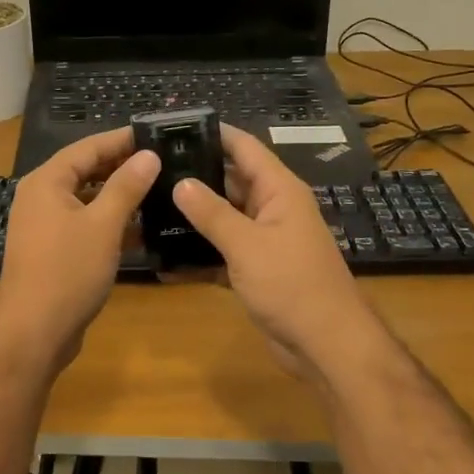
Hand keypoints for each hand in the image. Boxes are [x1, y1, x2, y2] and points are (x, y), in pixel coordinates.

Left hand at [0, 128, 158, 376]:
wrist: (33, 333)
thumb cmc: (67, 272)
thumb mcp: (103, 225)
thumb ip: (126, 186)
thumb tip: (148, 155)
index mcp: (46, 182)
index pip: (87, 147)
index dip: (121, 140)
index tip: (155, 134)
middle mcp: (40, 197)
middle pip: (85, 171)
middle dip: (122, 166)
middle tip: (162, 161)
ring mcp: (45, 226)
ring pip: (87, 199)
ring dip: (118, 195)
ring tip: (158, 189)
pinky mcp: (53, 251)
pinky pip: (84, 225)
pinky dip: (109, 223)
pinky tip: (142, 229)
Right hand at [171, 124, 390, 380]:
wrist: (326, 345)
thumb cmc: (292, 284)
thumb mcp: (247, 244)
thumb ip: (212, 213)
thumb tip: (180, 182)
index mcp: (278, 190)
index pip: (243, 148)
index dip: (213, 134)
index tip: (173, 128)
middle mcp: (271, 209)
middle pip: (229, 181)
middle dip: (193, 176)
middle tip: (148, 171)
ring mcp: (264, 241)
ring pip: (222, 219)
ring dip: (191, 218)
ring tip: (147, 208)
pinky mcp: (255, 270)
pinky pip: (221, 253)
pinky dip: (198, 256)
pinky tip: (163, 260)